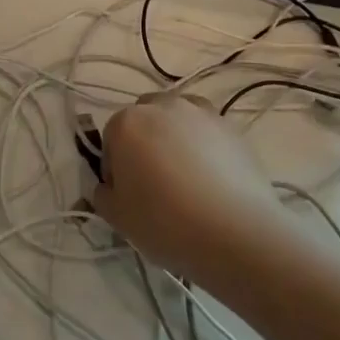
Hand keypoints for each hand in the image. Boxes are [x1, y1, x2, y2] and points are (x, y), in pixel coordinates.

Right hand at [92, 94, 302, 291]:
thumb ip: (103, 193)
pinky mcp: (232, 128)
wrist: (236, 233)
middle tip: (154, 183)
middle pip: (144, 120)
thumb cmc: (164, 222)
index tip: (126, 195)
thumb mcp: (116, 217)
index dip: (115, 169)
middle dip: (144, 143)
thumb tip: (110, 185)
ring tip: (186, 178)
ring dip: (174, 139)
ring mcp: (201, 113)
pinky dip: (204, 147)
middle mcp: (163, 106)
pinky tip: (211, 180)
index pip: (110, 140)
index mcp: (126, 123)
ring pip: (178, 121)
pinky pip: (207, 133)